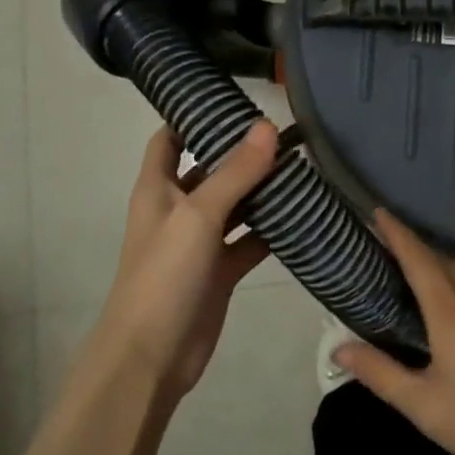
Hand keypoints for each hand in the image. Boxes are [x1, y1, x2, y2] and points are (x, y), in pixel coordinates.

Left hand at [90, 121, 278, 400]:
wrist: (151, 357)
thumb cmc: (164, 275)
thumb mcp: (199, 215)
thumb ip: (235, 172)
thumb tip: (267, 126)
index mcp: (158, 187)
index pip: (171, 137)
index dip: (193, 115)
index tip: (233, 97)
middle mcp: (178, 208)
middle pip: (211, 168)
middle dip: (242, 152)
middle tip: (287, 132)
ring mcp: (200, 241)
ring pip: (235, 204)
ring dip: (262, 190)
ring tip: (303, 167)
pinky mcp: (220, 270)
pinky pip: (250, 240)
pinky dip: (272, 229)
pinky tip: (303, 216)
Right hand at [333, 212, 454, 454]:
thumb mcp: (424, 407)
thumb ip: (380, 373)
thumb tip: (340, 347)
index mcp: (451, 314)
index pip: (419, 259)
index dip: (398, 233)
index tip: (378, 212)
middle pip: (442, 260)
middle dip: (415, 246)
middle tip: (387, 245)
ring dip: (438, 264)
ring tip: (415, 273)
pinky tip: (454, 305)